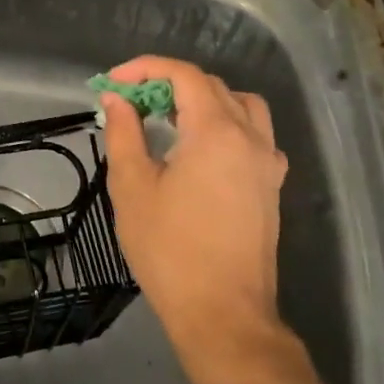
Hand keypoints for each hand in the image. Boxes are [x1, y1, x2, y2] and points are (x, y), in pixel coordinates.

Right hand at [100, 56, 289, 353]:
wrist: (223, 314)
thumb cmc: (170, 249)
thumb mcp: (132, 186)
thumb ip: (124, 132)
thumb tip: (116, 99)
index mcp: (216, 131)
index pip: (182, 75)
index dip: (144, 69)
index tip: (112, 84)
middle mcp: (250, 137)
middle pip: (210, 86)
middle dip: (167, 83)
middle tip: (130, 102)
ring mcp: (267, 162)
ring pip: (240, 105)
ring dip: (202, 99)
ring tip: (168, 119)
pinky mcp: (271, 186)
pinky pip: (254, 134)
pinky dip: (225, 124)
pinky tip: (200, 150)